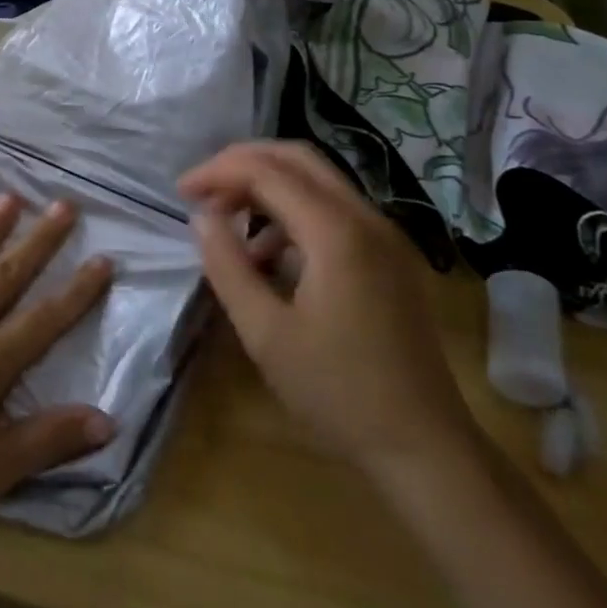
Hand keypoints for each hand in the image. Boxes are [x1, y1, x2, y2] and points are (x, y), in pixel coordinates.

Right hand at [181, 141, 477, 476]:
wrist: (425, 449)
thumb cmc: (338, 393)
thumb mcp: (265, 333)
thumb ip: (227, 266)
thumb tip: (201, 218)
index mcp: (336, 233)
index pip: (266, 171)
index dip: (217, 172)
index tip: (181, 193)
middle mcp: (366, 218)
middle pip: (296, 158)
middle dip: (242, 164)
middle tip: (204, 191)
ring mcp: (385, 236)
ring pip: (317, 180)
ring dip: (267, 186)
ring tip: (230, 224)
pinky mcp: (390, 256)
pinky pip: (334, 209)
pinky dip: (293, 211)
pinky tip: (270, 254)